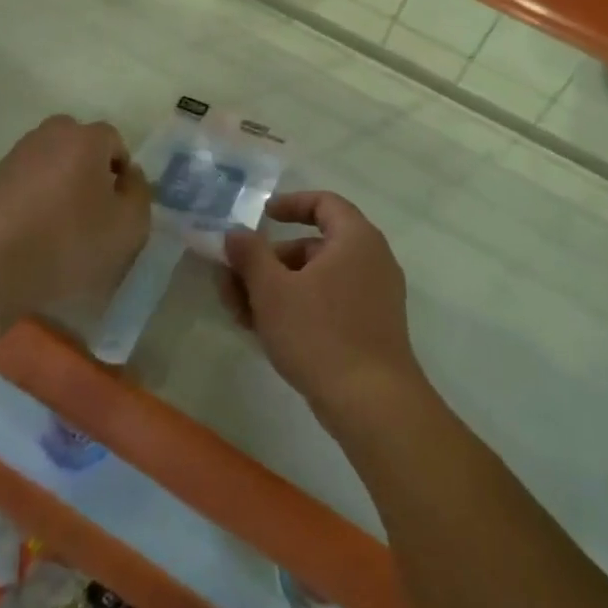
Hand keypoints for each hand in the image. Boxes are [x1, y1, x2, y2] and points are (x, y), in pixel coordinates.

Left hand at [0, 116, 151, 322]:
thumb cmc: (72, 242)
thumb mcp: (129, 225)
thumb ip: (139, 192)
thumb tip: (129, 175)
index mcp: (86, 139)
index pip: (114, 141)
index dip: (121, 171)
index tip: (117, 204)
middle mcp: (50, 135)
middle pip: (79, 143)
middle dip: (89, 167)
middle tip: (91, 206)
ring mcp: (17, 154)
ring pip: (50, 158)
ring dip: (60, 178)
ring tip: (60, 218)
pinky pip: (26, 178)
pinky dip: (34, 193)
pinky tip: (33, 226)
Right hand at [223, 192, 427, 434]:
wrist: (373, 405)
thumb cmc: (320, 334)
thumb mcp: (272, 291)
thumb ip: (249, 255)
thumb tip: (235, 232)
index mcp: (355, 238)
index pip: (324, 203)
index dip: (290, 204)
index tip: (262, 216)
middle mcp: (372, 260)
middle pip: (313, 246)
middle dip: (268, 262)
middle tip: (233, 280)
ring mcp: (374, 296)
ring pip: (316, 280)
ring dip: (276, 289)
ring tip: (239, 313)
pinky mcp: (372, 328)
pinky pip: (329, 304)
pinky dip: (298, 308)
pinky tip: (265, 332)